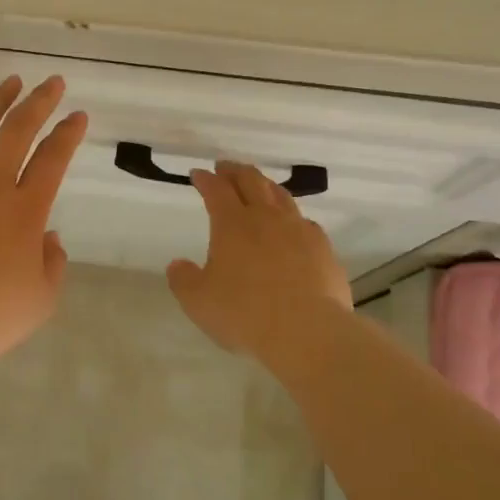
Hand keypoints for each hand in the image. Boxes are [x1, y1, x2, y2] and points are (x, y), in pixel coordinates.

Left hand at [0, 75, 88, 374]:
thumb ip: (52, 261)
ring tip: (9, 83)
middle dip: (38, 102)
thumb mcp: (41, 298)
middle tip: (51, 83)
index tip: (77, 116)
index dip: (68, 133)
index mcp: (26, 210)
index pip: (53, 158)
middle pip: (18, 130)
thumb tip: (47, 236)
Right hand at [167, 160, 352, 360]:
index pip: (216, 190)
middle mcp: (266, 218)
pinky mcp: (322, 248)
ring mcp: (298, 230)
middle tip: (226, 167)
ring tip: (258, 185)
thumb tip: (177, 264)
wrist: (307, 331)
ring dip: (265, 185)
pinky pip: (304, 221)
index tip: (198, 173)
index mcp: (232, 224)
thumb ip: (183, 280)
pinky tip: (292, 225)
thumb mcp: (198, 302)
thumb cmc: (245, 314)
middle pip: (251, 181)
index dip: (205, 179)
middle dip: (235, 171)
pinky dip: (291, 216)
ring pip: (281, 195)